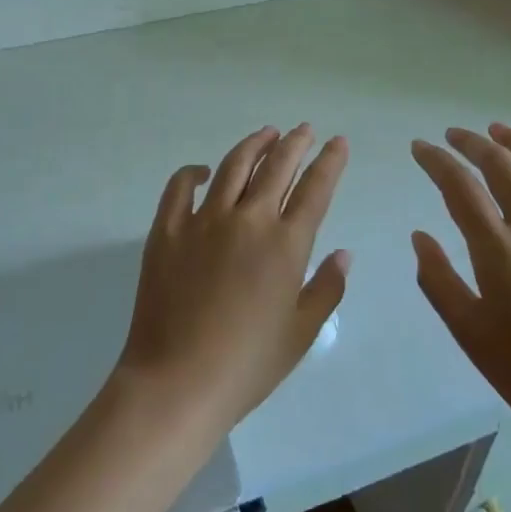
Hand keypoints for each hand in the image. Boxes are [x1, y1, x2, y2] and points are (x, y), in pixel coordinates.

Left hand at [115, 125, 350, 429]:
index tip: (337, 142)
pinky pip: (180, 186)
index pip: (315, 188)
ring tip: (266, 134)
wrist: (177, 381)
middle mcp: (248, 219)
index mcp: (286, 244)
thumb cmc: (248, 364)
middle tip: (304, 129)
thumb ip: (326, 289)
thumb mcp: (301, 333)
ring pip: (233, 166)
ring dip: (254, 145)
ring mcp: (204, 220)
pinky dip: (192, 172)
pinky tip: (203, 171)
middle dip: (295, 143)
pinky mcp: (167, 229)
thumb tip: (343, 254)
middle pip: (277, 167)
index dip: (330, 161)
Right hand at [410, 124, 510, 455]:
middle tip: (455, 135)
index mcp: (500, 251)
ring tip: (500, 132)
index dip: (436, 161)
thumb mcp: (471, 334)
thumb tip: (420, 236)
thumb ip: (439, 280)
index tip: (421, 148)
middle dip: (473, 143)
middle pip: (503, 166)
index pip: (460, 187)